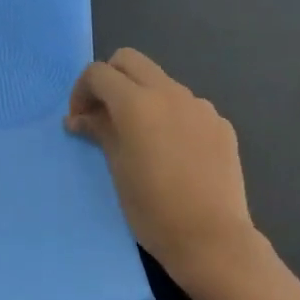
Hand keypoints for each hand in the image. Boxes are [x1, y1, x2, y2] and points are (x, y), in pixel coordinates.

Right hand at [67, 49, 260, 283]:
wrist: (211, 238)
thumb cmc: (153, 210)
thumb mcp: (117, 170)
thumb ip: (100, 132)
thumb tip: (79, 118)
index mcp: (138, 103)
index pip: (99, 73)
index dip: (81, 92)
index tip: (79, 121)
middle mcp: (170, 93)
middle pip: (130, 61)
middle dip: (110, 80)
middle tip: (103, 116)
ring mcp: (200, 106)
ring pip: (161, 82)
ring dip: (142, 97)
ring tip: (140, 139)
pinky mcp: (220, 124)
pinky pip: (187, 107)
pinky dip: (170, 116)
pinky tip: (173, 153)